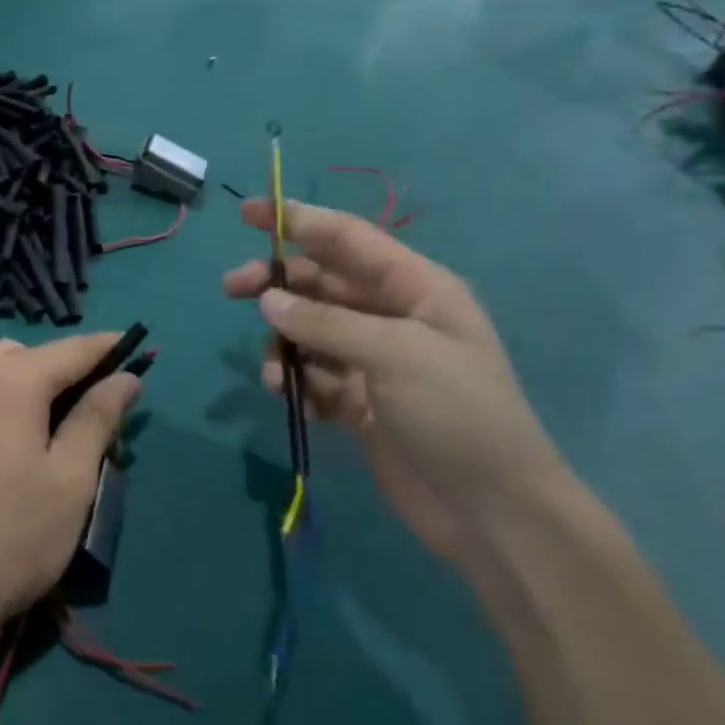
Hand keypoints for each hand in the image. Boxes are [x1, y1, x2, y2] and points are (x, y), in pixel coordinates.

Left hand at [0, 334, 139, 648]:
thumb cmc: (16, 533)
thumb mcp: (72, 476)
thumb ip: (99, 416)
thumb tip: (126, 377)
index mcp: (12, 378)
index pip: (73, 349)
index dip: (109, 347)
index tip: (140, 348)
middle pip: (37, 354)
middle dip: (74, 367)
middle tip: (106, 403)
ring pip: (7, 367)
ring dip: (41, 380)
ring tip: (68, 420)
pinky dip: (13, 394)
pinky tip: (27, 433)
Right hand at [223, 199, 566, 563]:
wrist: (492, 512)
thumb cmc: (458, 415)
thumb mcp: (396, 356)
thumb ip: (326, 322)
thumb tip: (268, 299)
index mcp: (416, 288)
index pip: (347, 239)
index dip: (297, 219)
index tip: (247, 212)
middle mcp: (392, 315)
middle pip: (319, 282)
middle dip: (276, 283)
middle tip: (232, 288)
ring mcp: (373, 358)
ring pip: (308, 330)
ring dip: (283, 344)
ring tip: (273, 375)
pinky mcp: (358, 399)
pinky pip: (312, 374)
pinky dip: (296, 381)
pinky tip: (293, 401)